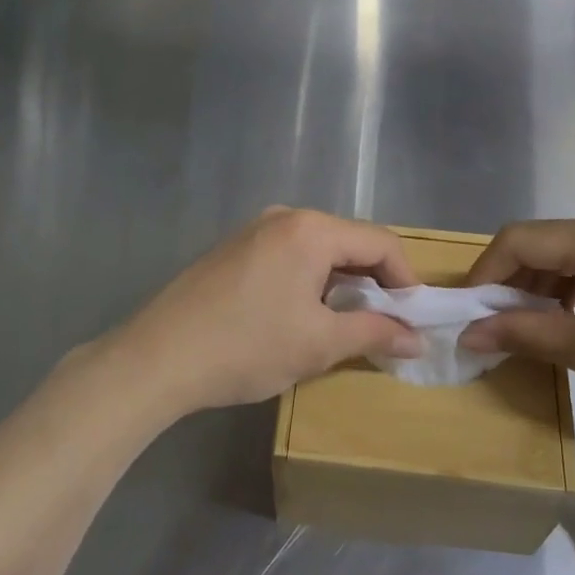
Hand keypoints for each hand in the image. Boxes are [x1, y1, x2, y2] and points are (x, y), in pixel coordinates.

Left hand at [95, 208, 421, 416]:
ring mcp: (253, 230)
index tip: (414, 318)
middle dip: (374, 281)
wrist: (158, 357)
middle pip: (348, 241)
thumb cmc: (247, 346)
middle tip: (385, 323)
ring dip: (341, 282)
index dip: (405, 279)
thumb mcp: (318, 344)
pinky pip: (288, 255)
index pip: (380, 242)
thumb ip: (374, 334)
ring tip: (346, 323)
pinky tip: (302, 314)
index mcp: (311, 229)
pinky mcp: (232, 249)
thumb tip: (416, 339)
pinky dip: (309, 279)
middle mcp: (284, 217)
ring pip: (317, 249)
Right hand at [458, 212, 574, 422]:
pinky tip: (563, 321)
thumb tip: (467, 334)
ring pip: (561, 255)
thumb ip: (522, 334)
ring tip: (524, 328)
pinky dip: (564, 289)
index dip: (484, 274)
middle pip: (538, 243)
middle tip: (491, 325)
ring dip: (535, 287)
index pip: (518, 240)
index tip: (467, 313)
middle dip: (508, 282)